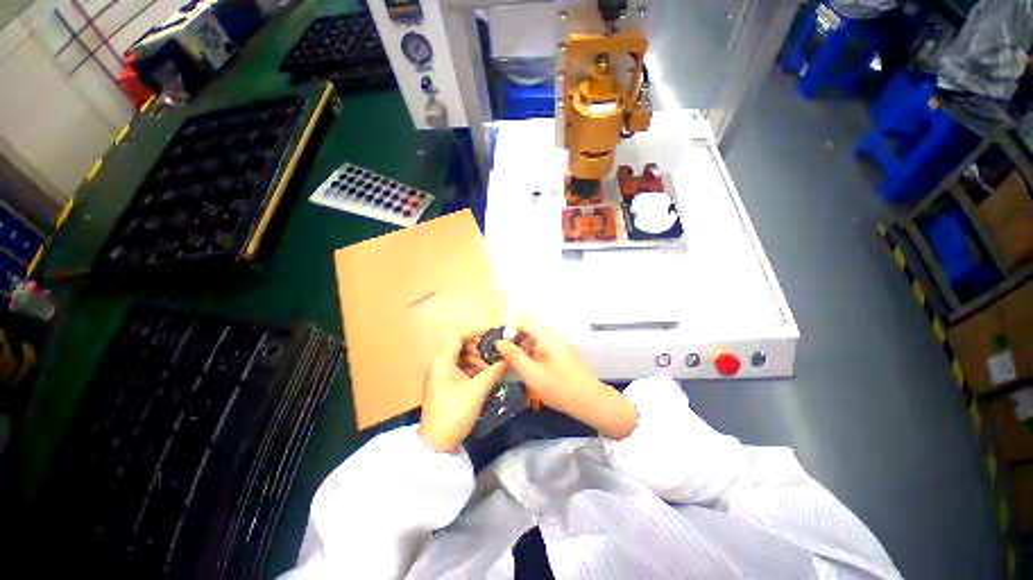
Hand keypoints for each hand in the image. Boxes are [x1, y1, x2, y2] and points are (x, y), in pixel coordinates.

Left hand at [418, 332, 507, 452]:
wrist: (436, 444)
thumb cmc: (455, 413)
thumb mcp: (478, 390)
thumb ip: (494, 371)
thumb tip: (509, 359)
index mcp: (441, 361)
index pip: (458, 335)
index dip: (476, 331)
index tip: (493, 334)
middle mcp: (438, 364)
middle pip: (460, 346)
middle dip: (479, 350)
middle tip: (494, 358)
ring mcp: (439, 374)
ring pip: (461, 358)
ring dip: (477, 361)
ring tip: (491, 370)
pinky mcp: (442, 384)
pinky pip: (459, 368)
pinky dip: (471, 370)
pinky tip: (484, 377)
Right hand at [494, 314, 635, 438]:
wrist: (589, 400)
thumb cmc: (559, 388)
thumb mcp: (532, 374)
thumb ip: (514, 356)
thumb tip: (499, 341)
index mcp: (545, 336)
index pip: (522, 318)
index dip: (508, 328)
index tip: (500, 344)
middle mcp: (551, 335)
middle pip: (527, 326)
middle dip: (513, 337)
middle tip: (504, 355)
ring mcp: (556, 343)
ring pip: (533, 336)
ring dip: (520, 345)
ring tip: (512, 362)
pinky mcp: (559, 351)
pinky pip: (539, 344)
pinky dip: (529, 351)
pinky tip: (526, 366)